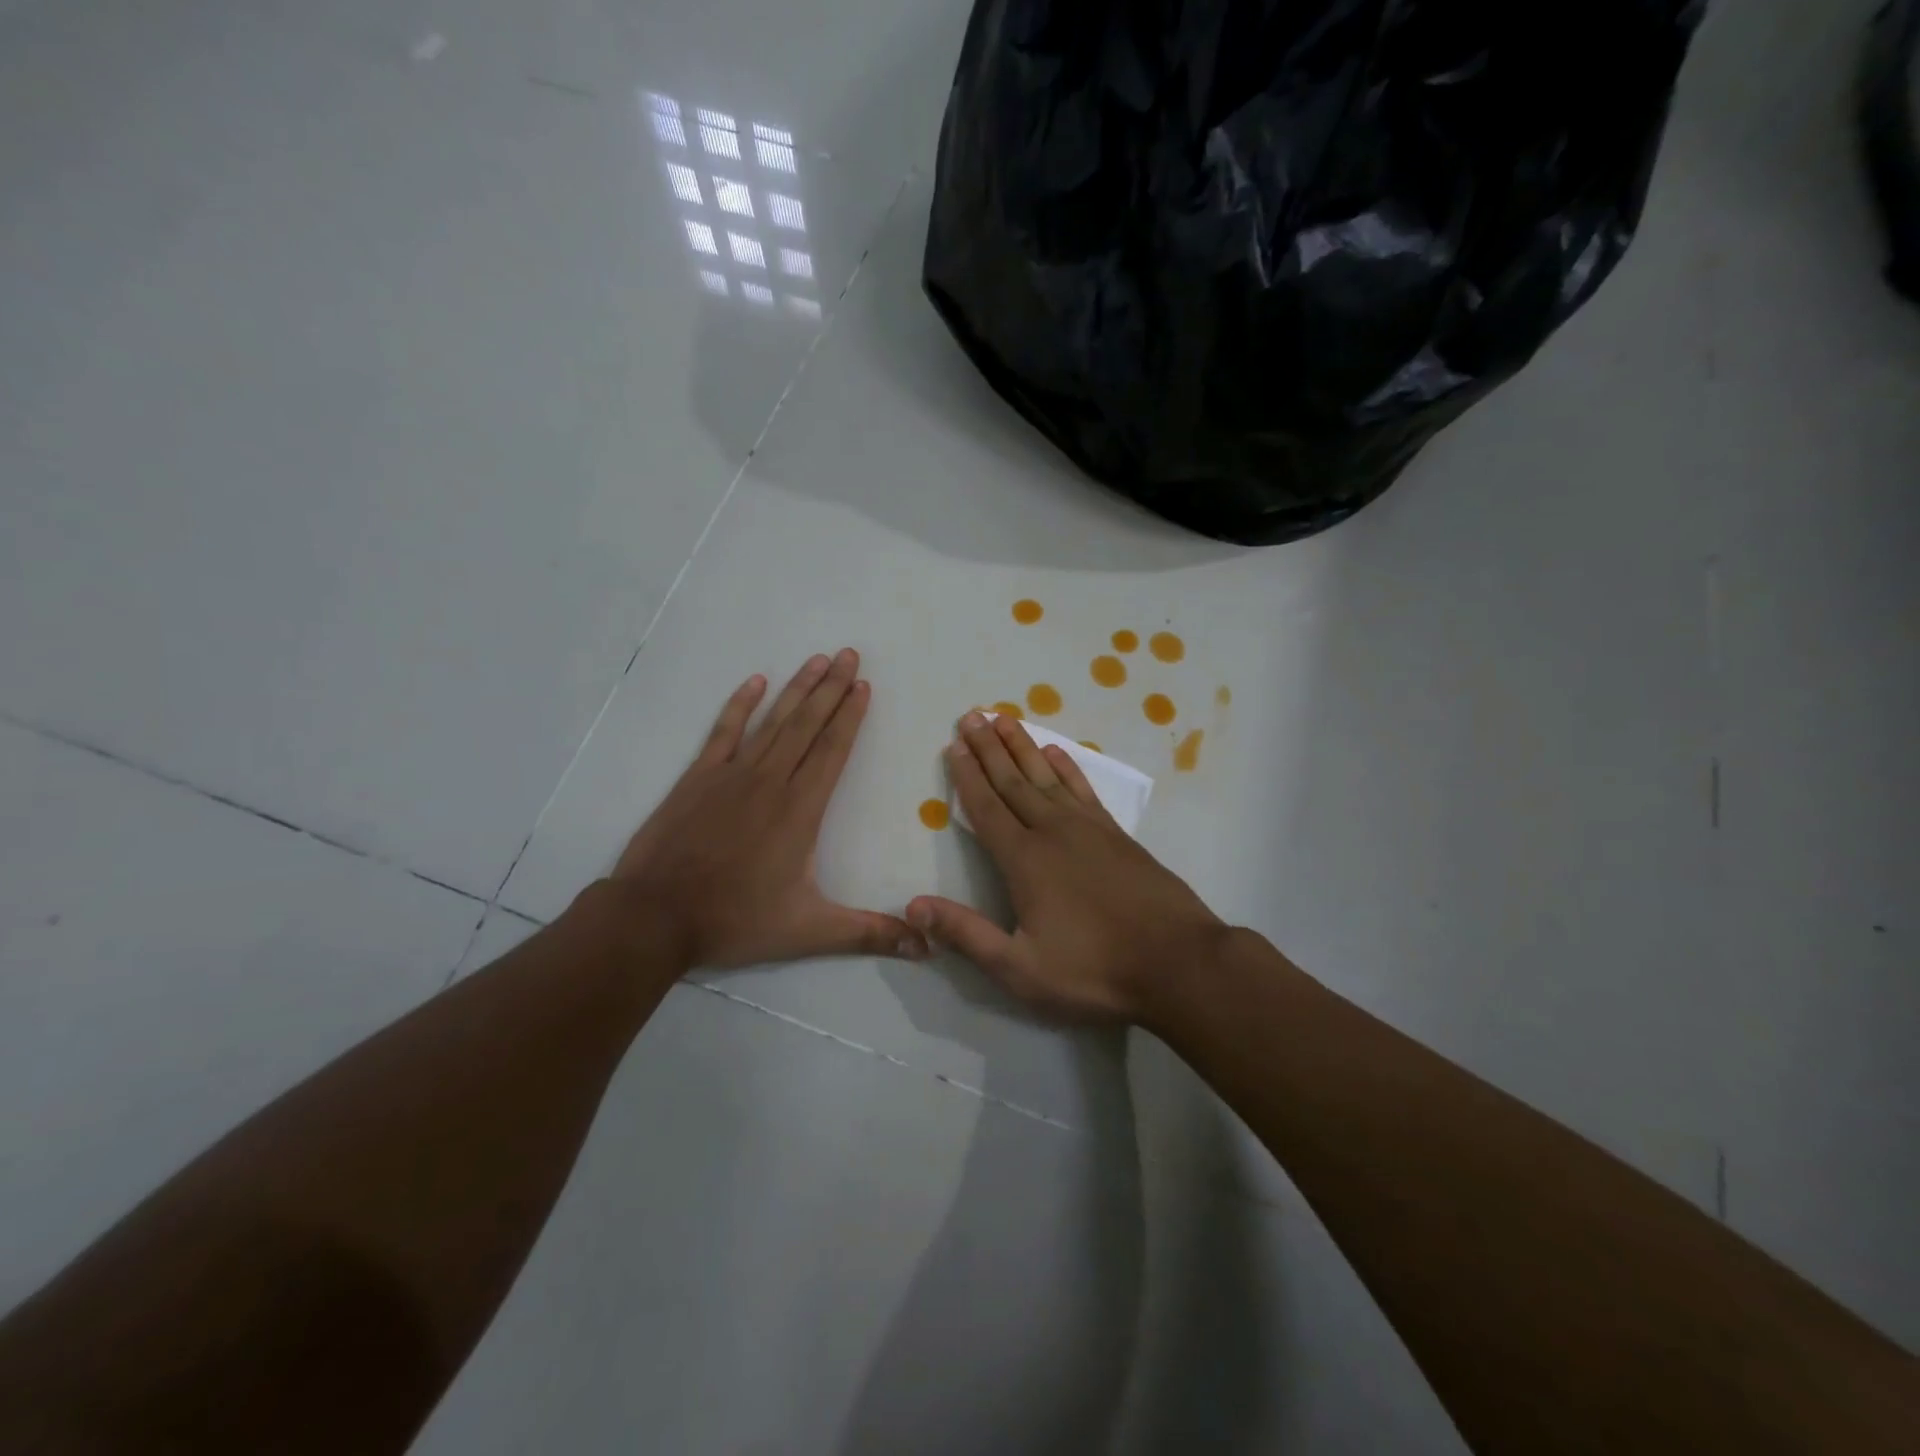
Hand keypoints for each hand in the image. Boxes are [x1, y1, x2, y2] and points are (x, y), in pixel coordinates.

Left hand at [610, 650, 929, 970]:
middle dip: (832, 688)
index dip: (851, 716)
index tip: (864, 686)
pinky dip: (740, 705)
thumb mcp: (809, 931)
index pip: (833, 751)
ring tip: (818, 660)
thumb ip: (868, 933)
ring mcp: (731, 775)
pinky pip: (724, 731)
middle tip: (850, 655)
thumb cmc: (735, 920)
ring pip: (772, 721)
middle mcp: (771, 781)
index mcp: (800, 810)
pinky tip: (755, 681)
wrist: (655, 916)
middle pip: (807, 725)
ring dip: (797, 688)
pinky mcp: (698, 778)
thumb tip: (925, 947)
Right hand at [907, 713, 1227, 1021]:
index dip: (967, 775)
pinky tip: (1057, 753)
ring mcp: (1089, 829)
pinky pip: (1084, 790)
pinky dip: (1068, 768)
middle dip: (989, 748)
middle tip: (971, 715)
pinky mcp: (1117, 835)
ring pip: (1047, 776)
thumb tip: (913, 907)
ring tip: (1005, 719)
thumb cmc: (1094, 971)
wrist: (1178, 962)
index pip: (986, 808)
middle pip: (1013, 781)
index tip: (954, 744)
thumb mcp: (1020, 969)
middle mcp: (1053, 832)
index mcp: (1025, 860)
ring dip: (1023, 747)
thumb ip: (966, 934)